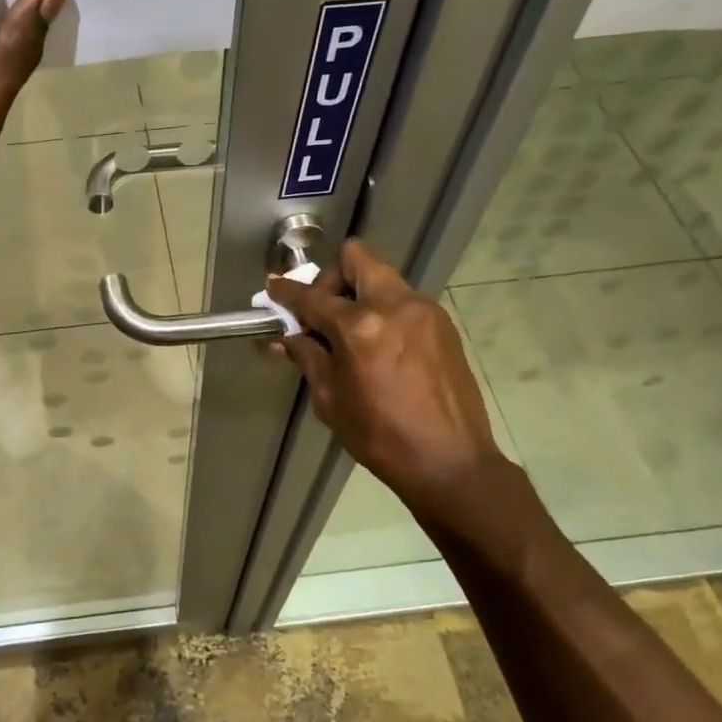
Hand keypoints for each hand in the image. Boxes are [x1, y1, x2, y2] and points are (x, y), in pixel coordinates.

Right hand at [264, 241, 509, 503]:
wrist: (449, 461)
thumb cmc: (380, 436)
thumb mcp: (331, 399)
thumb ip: (308, 357)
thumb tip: (286, 337)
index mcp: (361, 327)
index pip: (313, 297)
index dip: (287, 292)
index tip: (273, 288)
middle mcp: (395, 306)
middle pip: (357, 259)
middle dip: (331, 279)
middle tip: (322, 312)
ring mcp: (424, 312)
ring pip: (383, 279)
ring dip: (359, 295)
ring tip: (350, 335)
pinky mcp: (443, 325)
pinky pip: (403, 302)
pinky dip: (383, 311)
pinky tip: (378, 348)